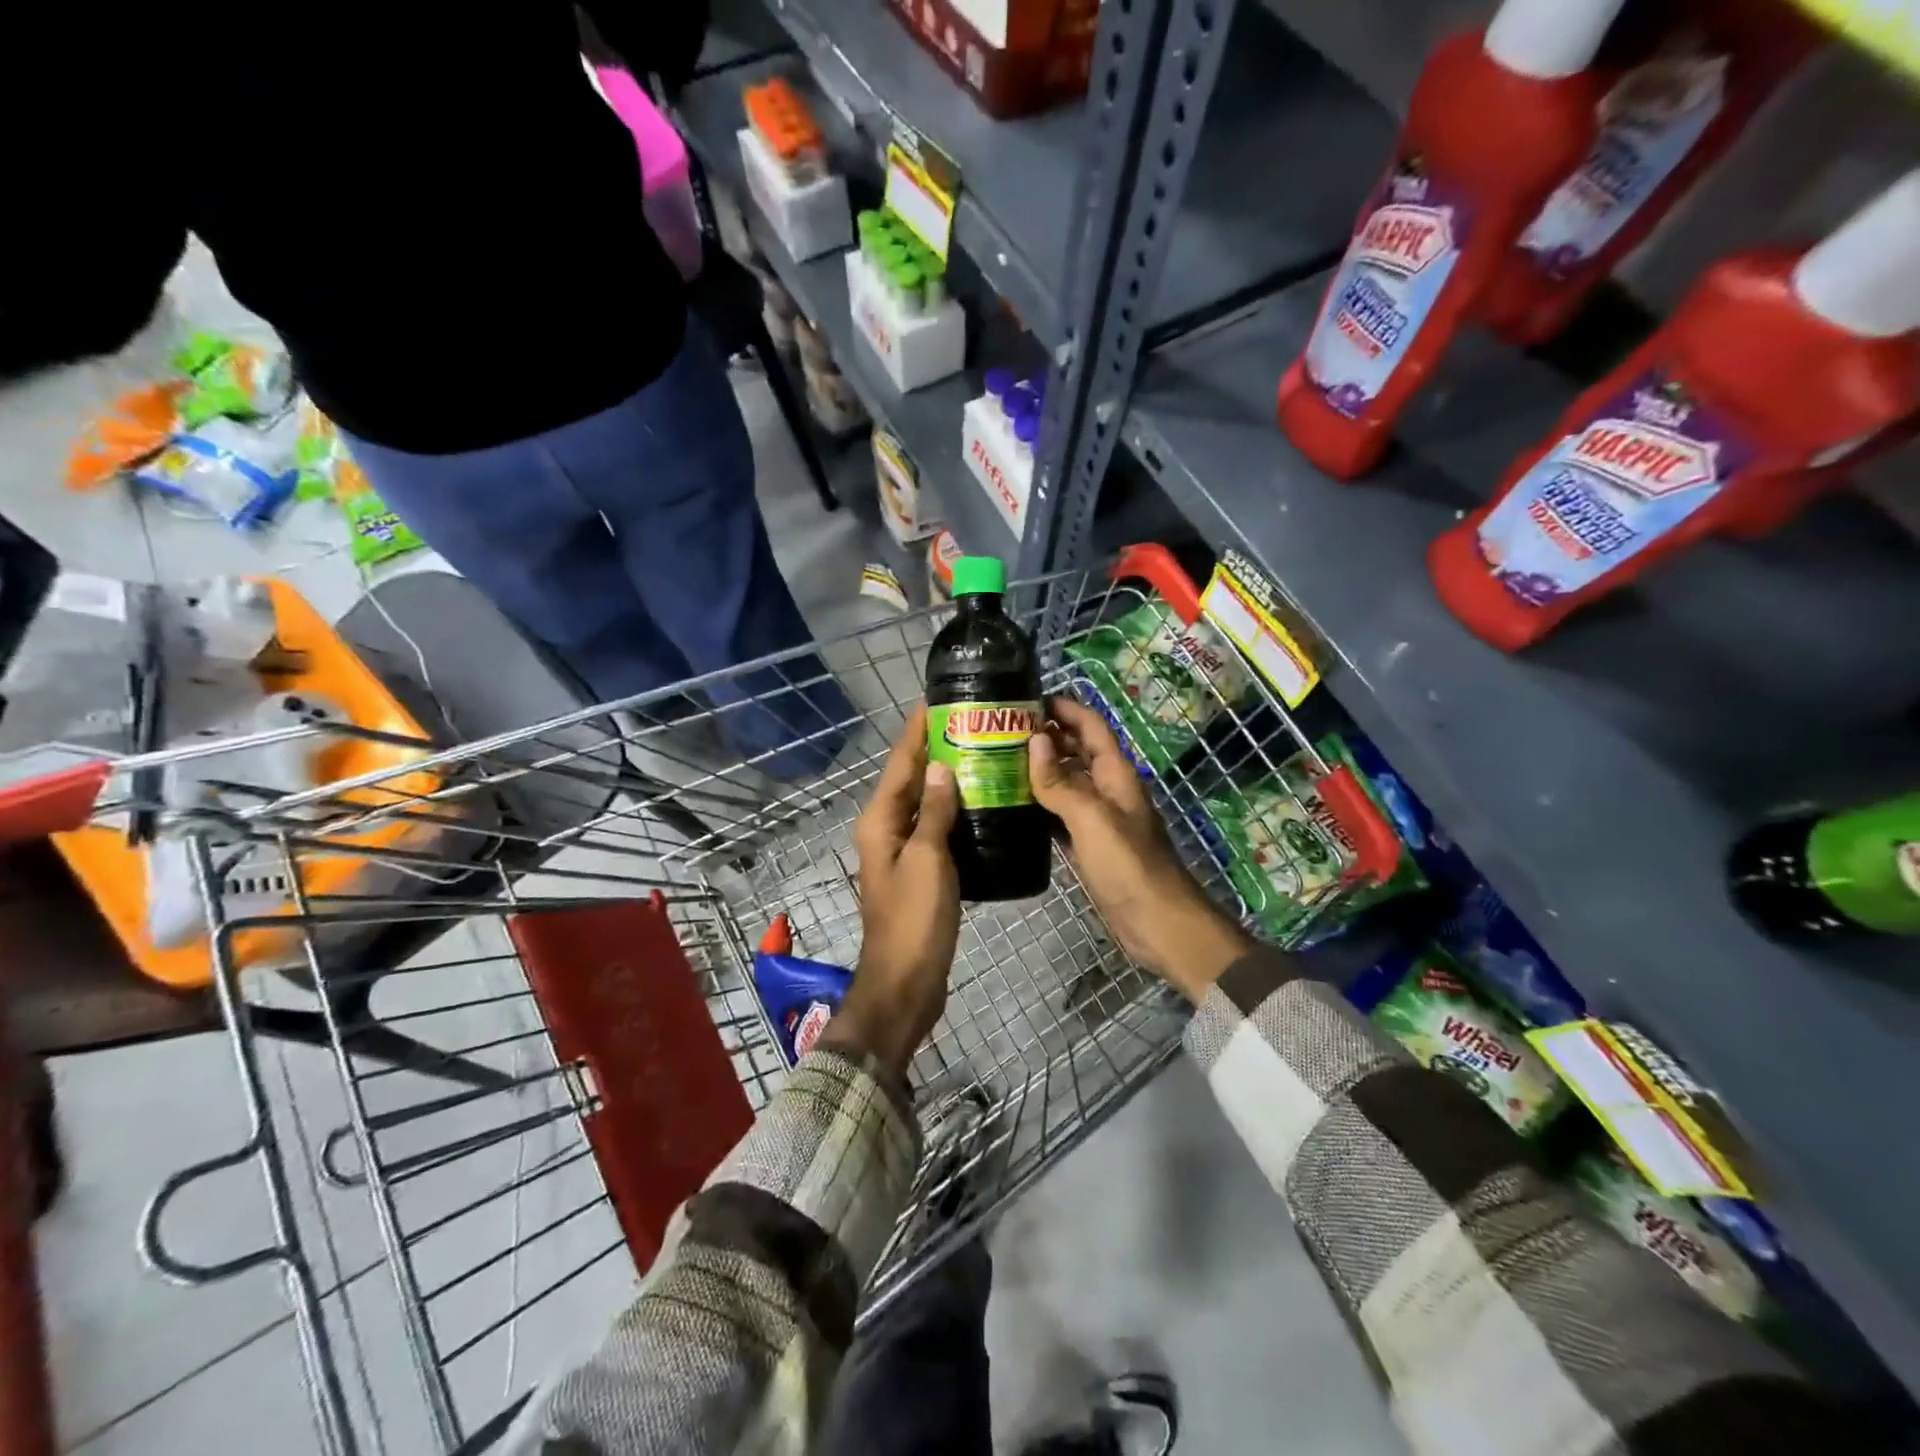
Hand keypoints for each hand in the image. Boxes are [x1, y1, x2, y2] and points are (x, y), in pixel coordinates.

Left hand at [832, 704, 961, 1075]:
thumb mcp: (928, 861)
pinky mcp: (920, 871)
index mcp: (880, 821)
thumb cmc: (914, 920)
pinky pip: (935, 828)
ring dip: (947, 778)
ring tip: (982, 753)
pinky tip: (981, 803)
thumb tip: (941, 767)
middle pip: (910, 779)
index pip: (900, 763)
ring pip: (924, 803)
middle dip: (935, 748)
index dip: (917, 730)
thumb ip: (934, 813)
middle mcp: (886, 829)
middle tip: (972, 722)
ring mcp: (902, 851)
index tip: (938, 700)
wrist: (906, 982)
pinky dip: (954, 810)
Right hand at [1029, 696, 1253, 1002]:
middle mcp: (1107, 788)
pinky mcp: (1088, 844)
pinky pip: (1060, 814)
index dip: (1063, 707)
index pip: (1090, 725)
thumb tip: (1034, 740)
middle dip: (1045, 735)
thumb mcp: (1092, 818)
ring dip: (1038, 769)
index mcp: (1116, 773)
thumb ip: (1061, 781)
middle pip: (1075, 750)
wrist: (1156, 922)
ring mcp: (1098, 817)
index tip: (1026, 698)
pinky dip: (1039, 804)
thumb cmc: (1128, 864)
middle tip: (999, 730)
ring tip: (996, 761)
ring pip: (1066, 782)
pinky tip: (1011, 804)